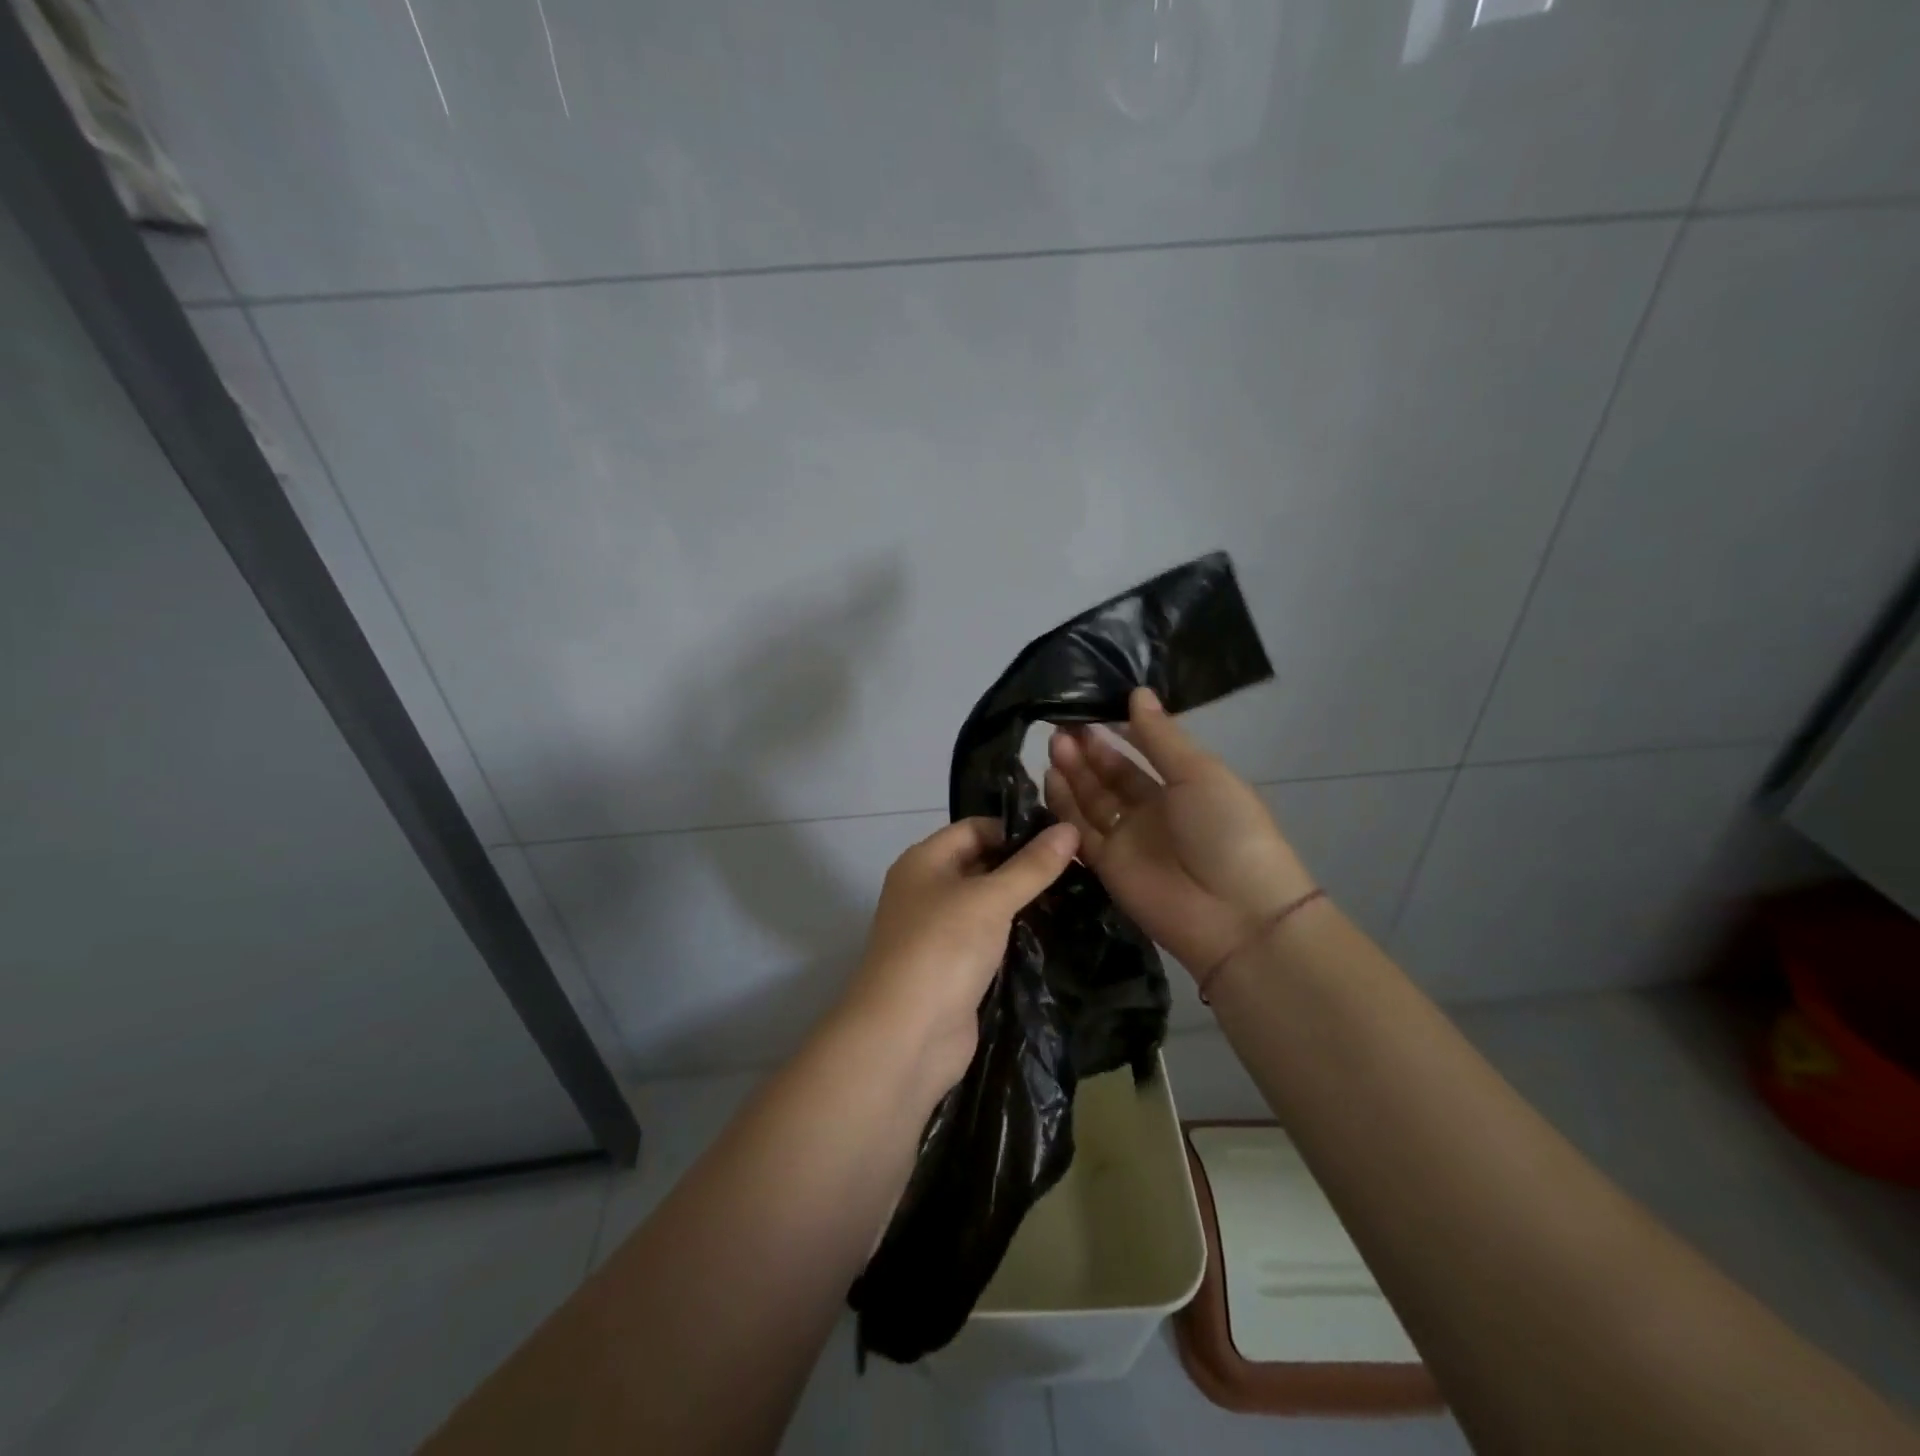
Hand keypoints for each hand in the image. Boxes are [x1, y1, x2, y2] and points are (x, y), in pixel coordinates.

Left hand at [839, 817, 1078, 1095]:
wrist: (906, 1036)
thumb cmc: (943, 948)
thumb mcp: (990, 898)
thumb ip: (1032, 866)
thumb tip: (1069, 828)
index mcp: (924, 862)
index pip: (974, 828)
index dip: (1015, 829)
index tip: (1063, 839)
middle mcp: (927, 891)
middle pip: (981, 865)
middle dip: (1024, 867)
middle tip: (1080, 869)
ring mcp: (939, 934)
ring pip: (987, 907)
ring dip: (1023, 905)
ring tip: (1076, 898)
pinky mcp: (954, 970)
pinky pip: (989, 942)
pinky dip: (1016, 938)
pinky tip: (1054, 936)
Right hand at [1045, 688, 1314, 978]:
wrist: (1235, 915)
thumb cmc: (1227, 831)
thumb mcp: (1199, 774)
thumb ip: (1161, 737)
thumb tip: (1137, 692)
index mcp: (1184, 785)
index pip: (1143, 751)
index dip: (1118, 730)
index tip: (1088, 707)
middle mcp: (1153, 810)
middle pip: (1113, 775)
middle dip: (1089, 750)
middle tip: (1061, 725)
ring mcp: (1129, 839)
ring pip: (1092, 800)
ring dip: (1074, 772)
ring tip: (1054, 744)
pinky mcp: (1107, 866)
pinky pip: (1079, 831)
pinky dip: (1064, 807)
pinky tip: (1049, 778)